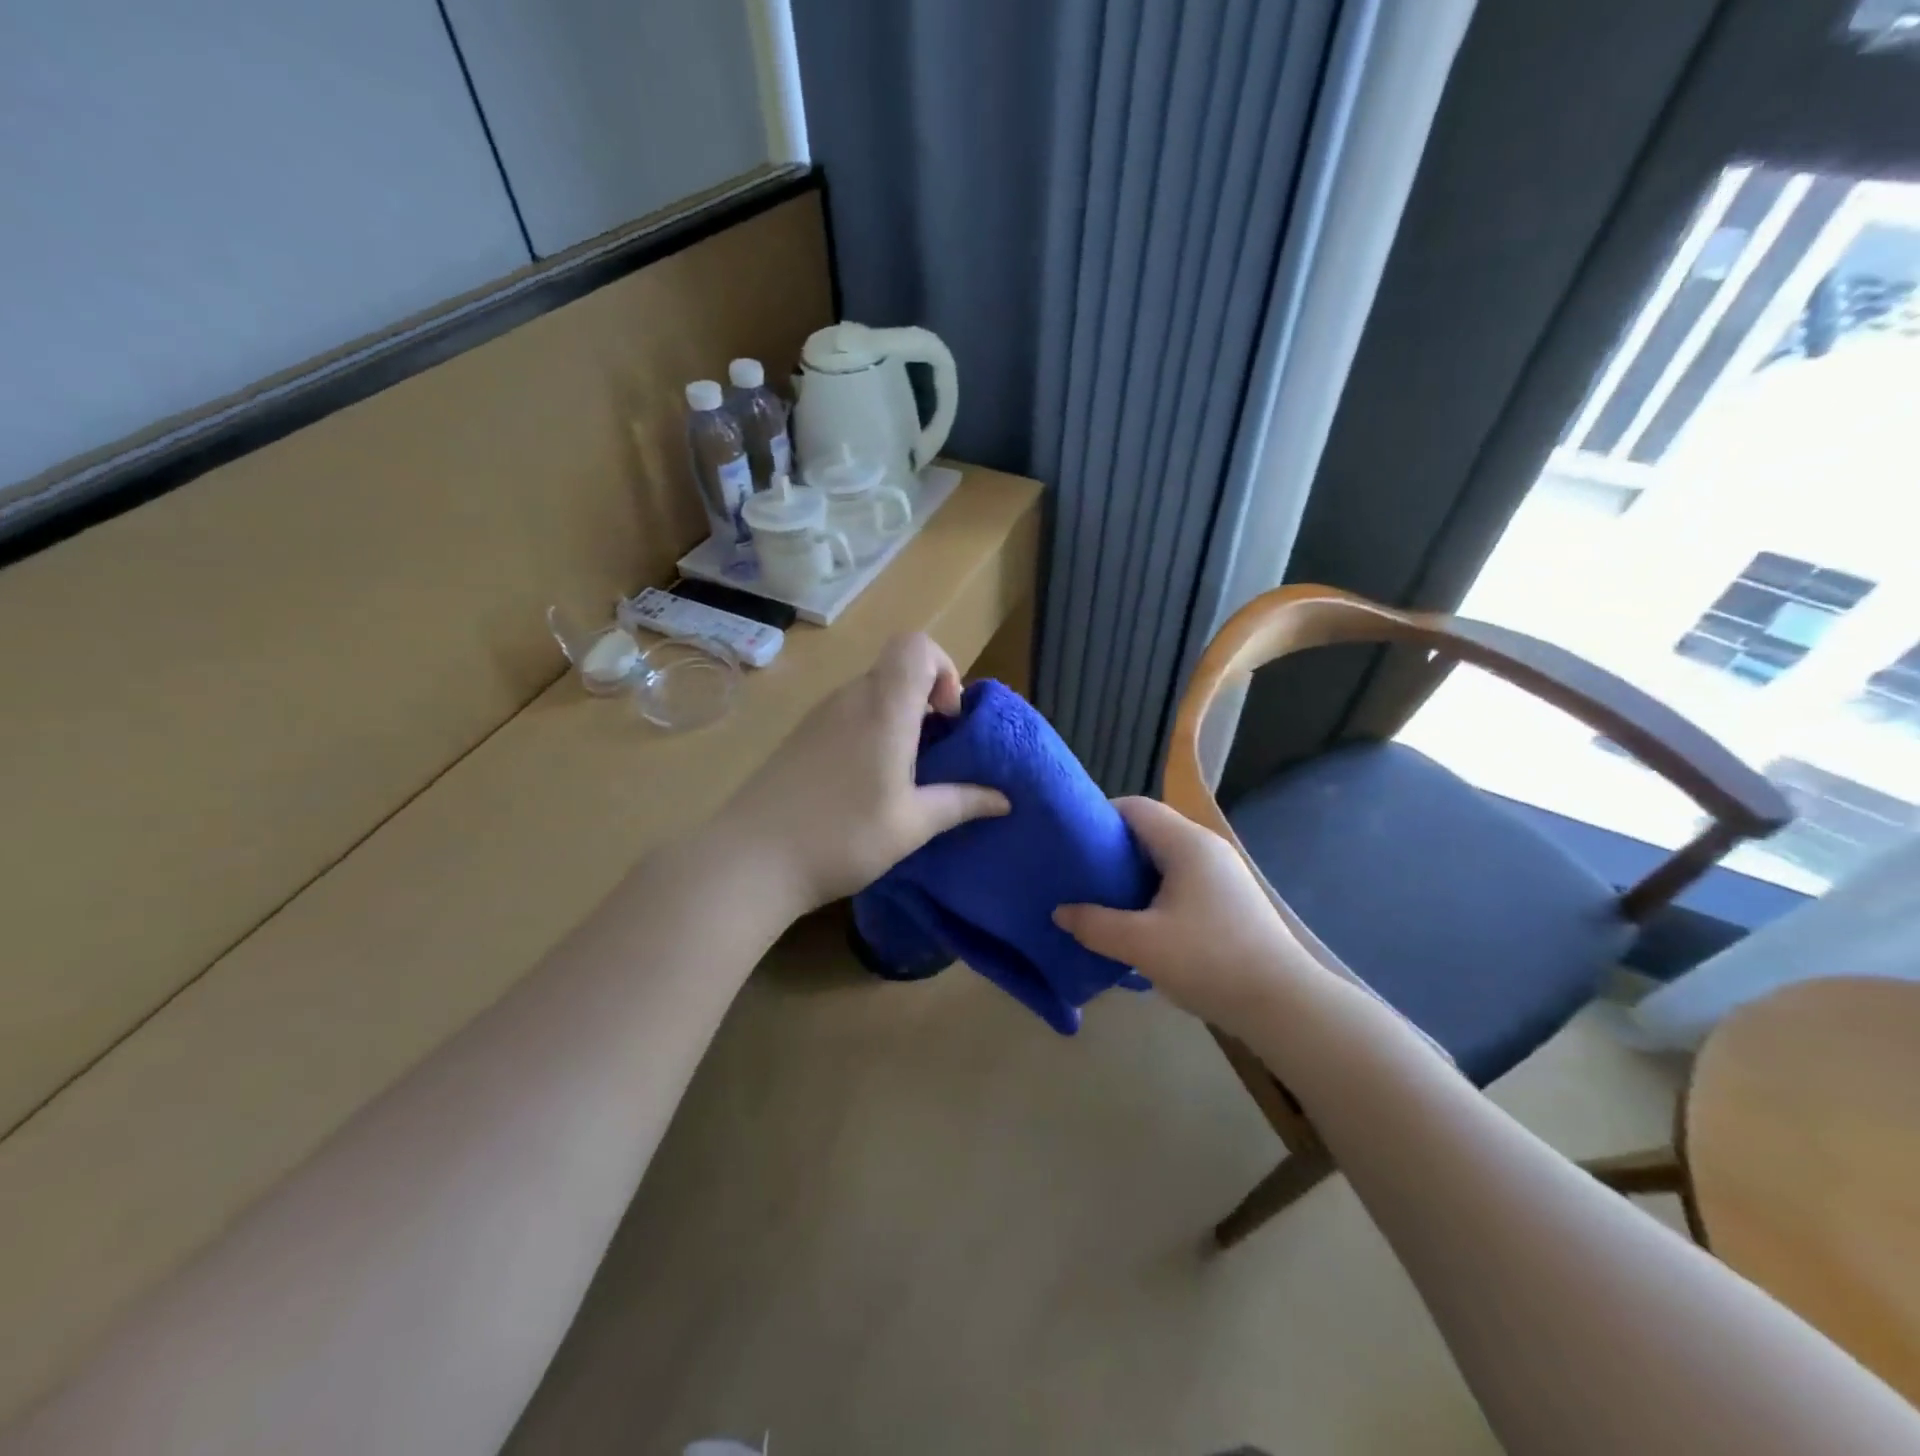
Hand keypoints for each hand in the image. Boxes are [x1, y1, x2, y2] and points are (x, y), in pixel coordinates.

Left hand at [718, 633, 1008, 913]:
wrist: (751, 860)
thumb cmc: (842, 837)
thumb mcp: (912, 825)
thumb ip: (961, 802)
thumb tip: (1004, 798)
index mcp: (883, 707)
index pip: (916, 645)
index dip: (943, 669)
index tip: (948, 720)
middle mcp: (850, 698)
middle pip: (896, 668)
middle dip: (926, 699)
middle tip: (936, 752)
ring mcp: (819, 715)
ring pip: (871, 692)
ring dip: (898, 718)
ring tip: (904, 773)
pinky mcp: (800, 736)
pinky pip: (847, 714)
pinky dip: (870, 731)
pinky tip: (865, 783)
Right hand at [1053, 797, 1311, 1027]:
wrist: (1283, 1005)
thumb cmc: (1210, 961)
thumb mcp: (1141, 944)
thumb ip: (1094, 924)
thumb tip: (1060, 912)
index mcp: (1187, 843)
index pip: (1135, 807)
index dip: (1099, 817)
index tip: (1070, 843)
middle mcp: (1206, 849)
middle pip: (1149, 832)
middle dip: (1111, 850)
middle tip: (1079, 875)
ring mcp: (1222, 875)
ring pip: (1165, 860)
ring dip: (1132, 876)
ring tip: (1100, 900)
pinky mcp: (1229, 901)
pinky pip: (1180, 882)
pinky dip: (1154, 893)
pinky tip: (1138, 923)